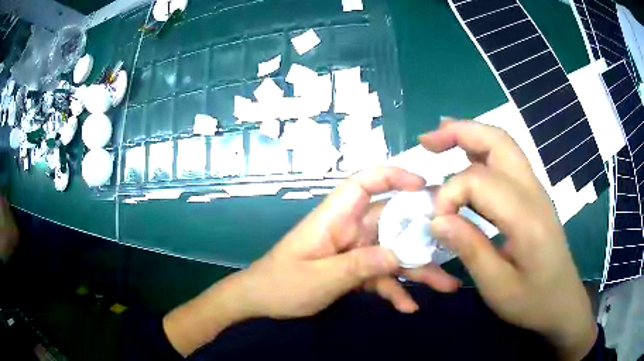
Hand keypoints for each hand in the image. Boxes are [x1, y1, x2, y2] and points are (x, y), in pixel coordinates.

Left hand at [164, 167, 459, 355]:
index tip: (422, 183)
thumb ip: (360, 265)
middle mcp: (349, 229)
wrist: (259, 302)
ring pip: (392, 253)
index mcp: (335, 218)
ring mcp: (353, 251)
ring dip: (418, 270)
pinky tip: (409, 306)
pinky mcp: (353, 270)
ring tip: (446, 285)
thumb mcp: (321, 278)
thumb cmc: (282, 285)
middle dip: (422, 234)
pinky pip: (380, 276)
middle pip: (392, 223)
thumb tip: (399, 255)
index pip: (364, 183)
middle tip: (454, 243)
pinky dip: (394, 289)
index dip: (393, 176)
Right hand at [420, 120, 596, 360]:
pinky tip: (465, 159)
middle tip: (427, 141)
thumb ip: (469, 249)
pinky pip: (507, 161)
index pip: (480, 181)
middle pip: (498, 141)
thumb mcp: (497, 287)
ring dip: (470, 135)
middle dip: (460, 132)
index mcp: (527, 218)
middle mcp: (534, 193)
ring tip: (440, 141)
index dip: (450, 194)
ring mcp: (536, 190)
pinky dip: (482, 151)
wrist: (562, 301)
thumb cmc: (532, 301)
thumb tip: (437, 219)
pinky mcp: (533, 196)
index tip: (436, 222)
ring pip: (503, 145)